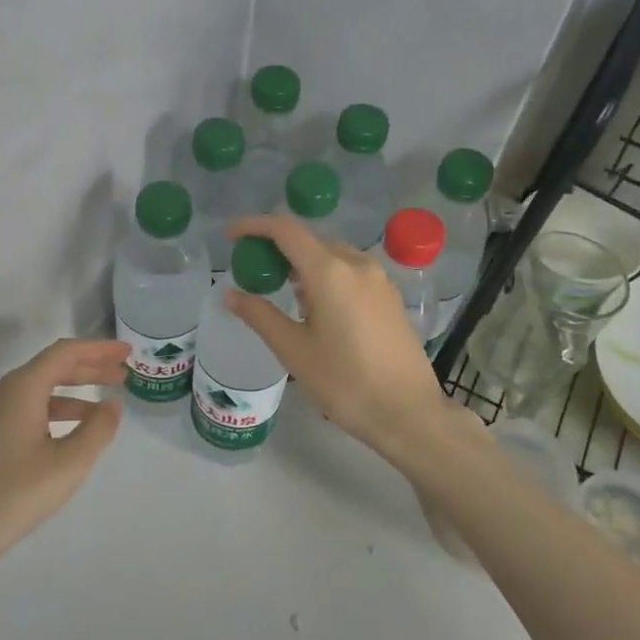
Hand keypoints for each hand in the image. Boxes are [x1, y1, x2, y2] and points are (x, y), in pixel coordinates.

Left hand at [0, 338, 130, 591]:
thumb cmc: (10, 497)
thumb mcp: (67, 465)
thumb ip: (97, 429)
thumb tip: (112, 405)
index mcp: (20, 389)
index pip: (65, 353)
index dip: (99, 349)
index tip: (127, 352)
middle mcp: (0, 393)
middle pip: (50, 368)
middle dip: (89, 369)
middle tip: (123, 375)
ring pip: (37, 391)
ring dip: (72, 394)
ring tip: (103, 408)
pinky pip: (23, 410)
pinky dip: (52, 412)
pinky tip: (67, 434)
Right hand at [222, 215, 467, 458]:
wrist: (408, 413)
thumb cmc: (345, 382)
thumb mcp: (294, 351)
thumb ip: (260, 315)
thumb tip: (231, 294)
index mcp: (331, 272)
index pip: (286, 230)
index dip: (255, 226)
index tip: (231, 235)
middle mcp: (358, 264)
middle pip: (310, 240)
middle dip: (278, 249)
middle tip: (253, 272)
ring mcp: (379, 280)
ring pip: (332, 257)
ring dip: (303, 265)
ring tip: (283, 294)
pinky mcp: (390, 297)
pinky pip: (350, 272)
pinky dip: (326, 277)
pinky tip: (317, 309)